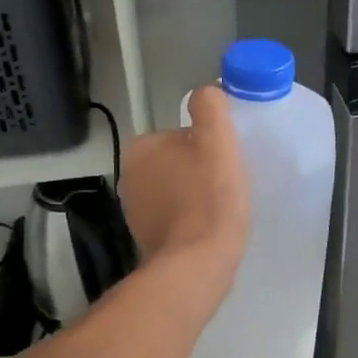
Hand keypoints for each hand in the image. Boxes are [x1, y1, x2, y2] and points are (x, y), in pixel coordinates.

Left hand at [120, 84, 250, 289]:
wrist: (197, 265)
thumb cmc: (210, 199)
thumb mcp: (217, 141)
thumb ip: (210, 107)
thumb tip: (206, 92)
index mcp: (141, 148)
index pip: (183, 136)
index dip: (209, 147)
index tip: (226, 165)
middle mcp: (130, 177)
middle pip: (179, 163)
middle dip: (201, 173)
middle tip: (227, 188)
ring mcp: (135, 211)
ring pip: (177, 192)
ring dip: (197, 198)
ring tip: (221, 212)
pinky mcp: (147, 239)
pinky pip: (176, 219)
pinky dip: (191, 222)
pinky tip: (209, 231)